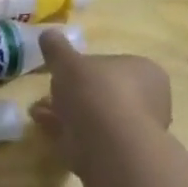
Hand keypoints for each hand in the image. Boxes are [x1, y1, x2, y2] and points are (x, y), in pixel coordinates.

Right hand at [30, 31, 171, 178]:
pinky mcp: (120, 153)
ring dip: (65, 112)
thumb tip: (49, 33)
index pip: (112, 64)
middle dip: (72, 93)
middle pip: (102, 92)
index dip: (83, 68)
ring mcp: (135, 129)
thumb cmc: (95, 92)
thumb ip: (57, 47)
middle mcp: (149, 99)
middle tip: (47, 93)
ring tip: (38, 111)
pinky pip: (89, 135)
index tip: (61, 73)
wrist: (109, 144)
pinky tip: (44, 126)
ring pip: (94, 115)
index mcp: (145, 71)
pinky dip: (66, 131)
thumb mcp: (68, 61)